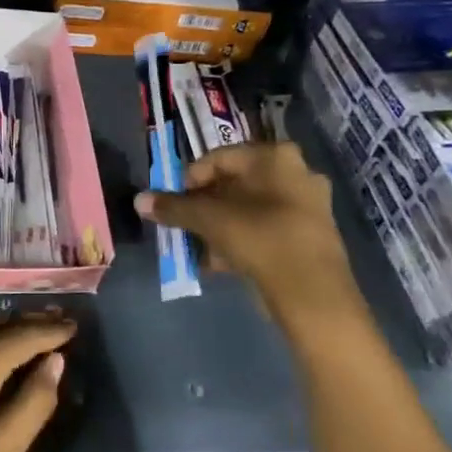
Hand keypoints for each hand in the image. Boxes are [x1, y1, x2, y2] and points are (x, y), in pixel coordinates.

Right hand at [136, 142, 356, 320]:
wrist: (313, 294)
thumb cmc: (260, 240)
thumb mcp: (209, 220)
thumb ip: (173, 208)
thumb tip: (138, 200)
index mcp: (275, 157)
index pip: (218, 158)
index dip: (189, 180)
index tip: (173, 204)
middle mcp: (296, 172)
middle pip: (234, 183)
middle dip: (204, 205)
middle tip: (184, 224)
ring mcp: (307, 204)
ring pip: (248, 208)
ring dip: (220, 225)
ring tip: (198, 247)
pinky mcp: (310, 235)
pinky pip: (265, 229)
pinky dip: (241, 240)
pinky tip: (221, 262)